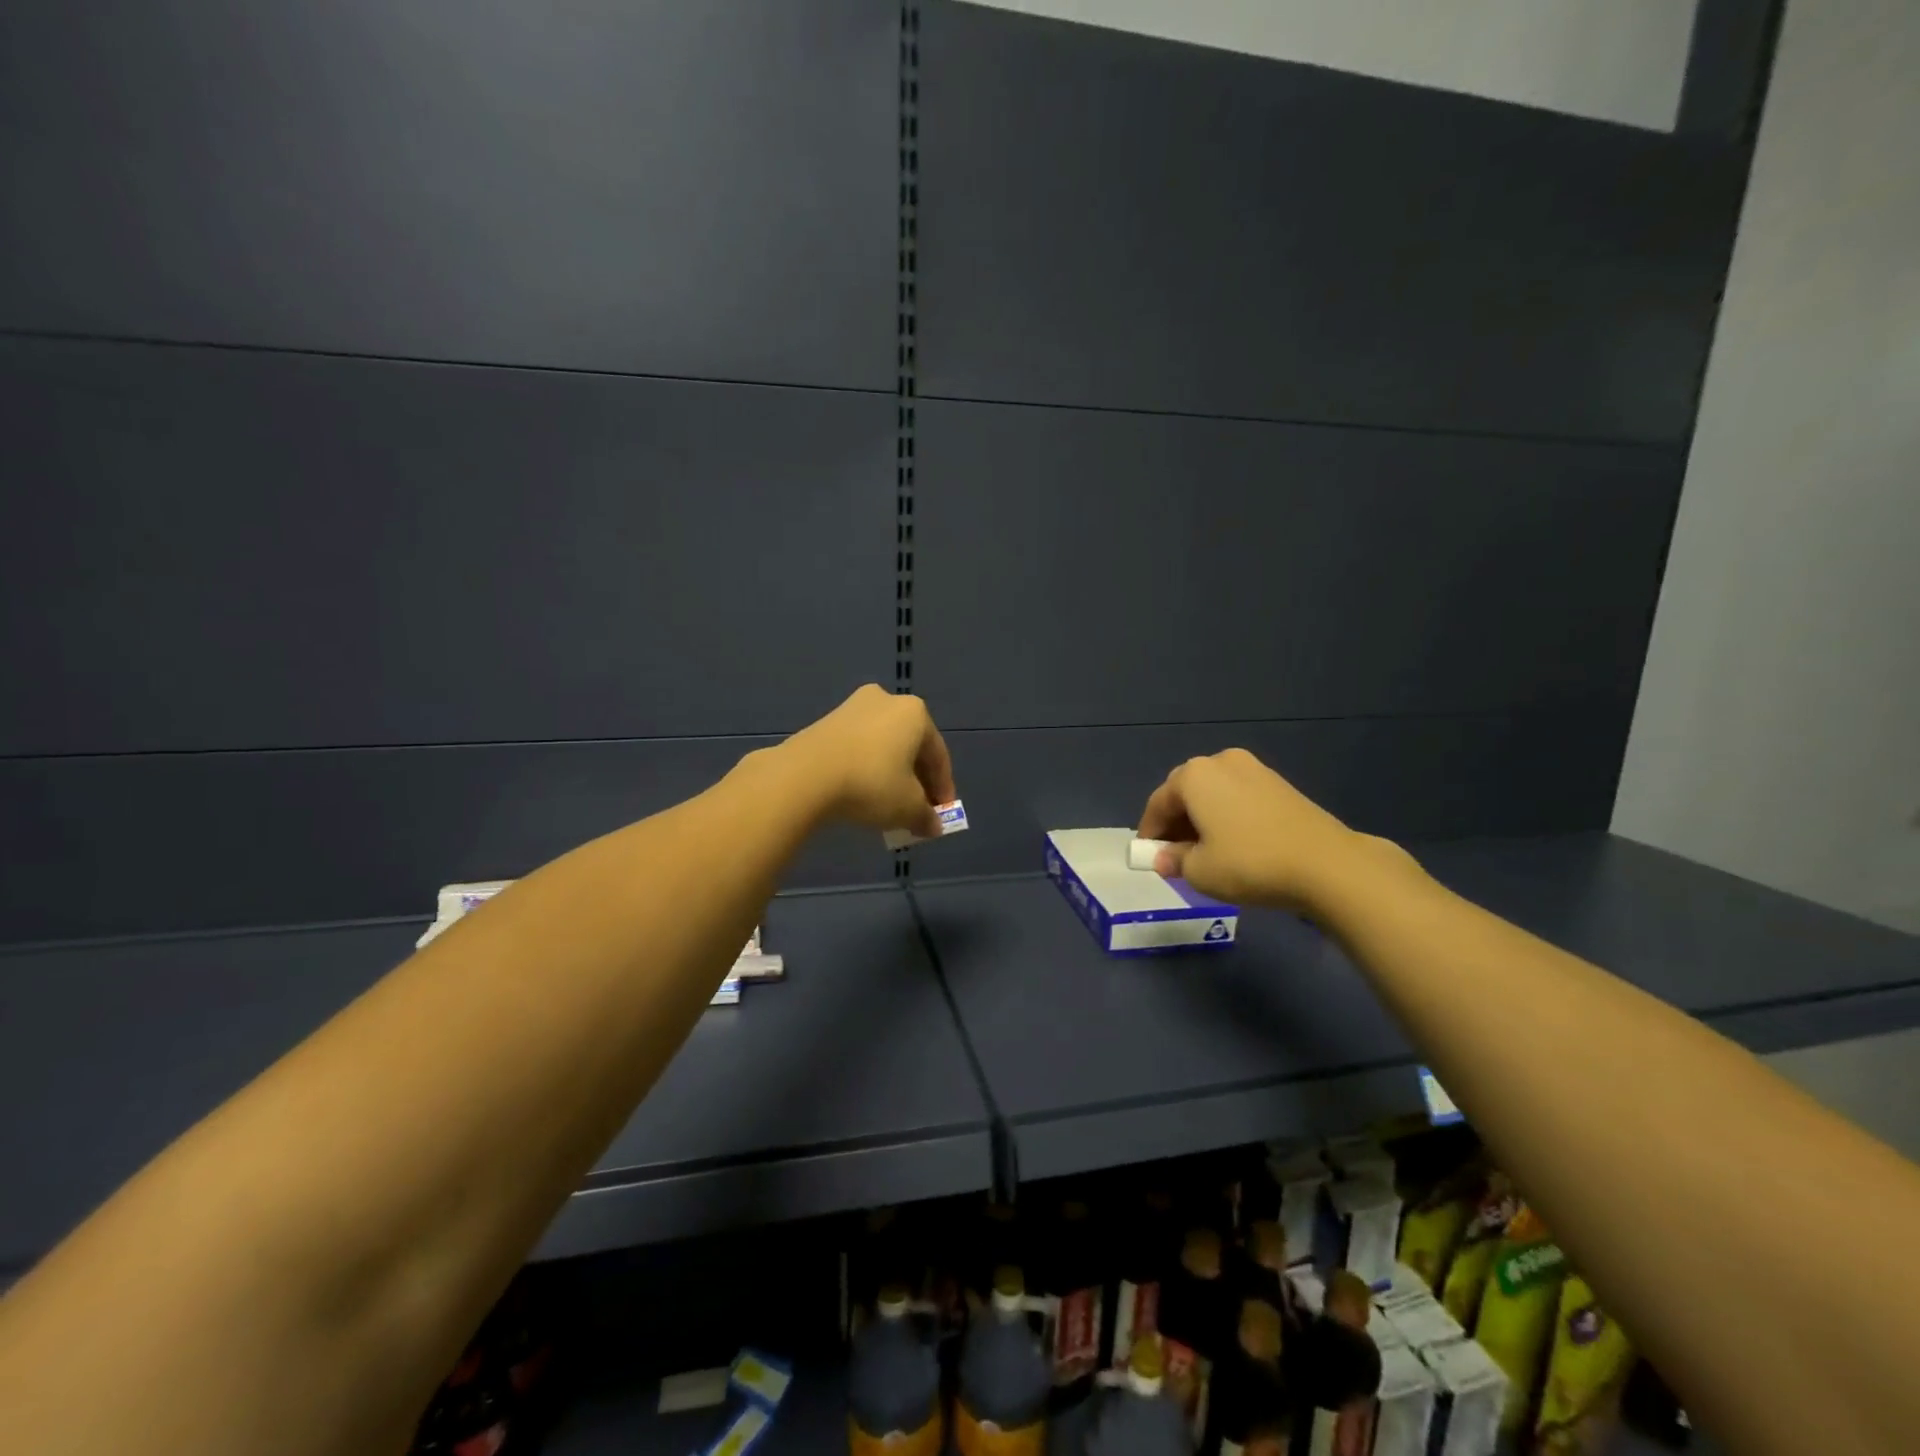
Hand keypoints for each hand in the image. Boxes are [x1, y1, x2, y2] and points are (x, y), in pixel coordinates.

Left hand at [782, 684, 956, 838]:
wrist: (805, 776)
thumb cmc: (871, 784)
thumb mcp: (907, 807)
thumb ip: (925, 816)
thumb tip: (932, 825)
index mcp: (915, 713)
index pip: (938, 756)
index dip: (943, 788)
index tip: (941, 814)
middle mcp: (887, 700)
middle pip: (910, 747)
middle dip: (916, 780)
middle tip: (917, 809)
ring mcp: (853, 707)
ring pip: (883, 746)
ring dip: (891, 774)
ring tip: (889, 804)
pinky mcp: (826, 721)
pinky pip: (858, 747)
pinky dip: (866, 768)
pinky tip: (862, 792)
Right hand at [1136, 748, 1405, 911]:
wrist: (1326, 864)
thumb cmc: (1249, 863)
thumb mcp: (1199, 871)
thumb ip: (1174, 860)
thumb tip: (1164, 859)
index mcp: (1194, 776)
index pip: (1158, 803)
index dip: (1150, 832)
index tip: (1148, 857)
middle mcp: (1220, 761)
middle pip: (1186, 792)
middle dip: (1176, 822)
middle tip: (1175, 855)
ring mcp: (1254, 769)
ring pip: (1214, 794)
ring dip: (1203, 819)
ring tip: (1206, 852)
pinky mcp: (1280, 784)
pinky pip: (1238, 797)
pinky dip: (1228, 817)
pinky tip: (1235, 844)